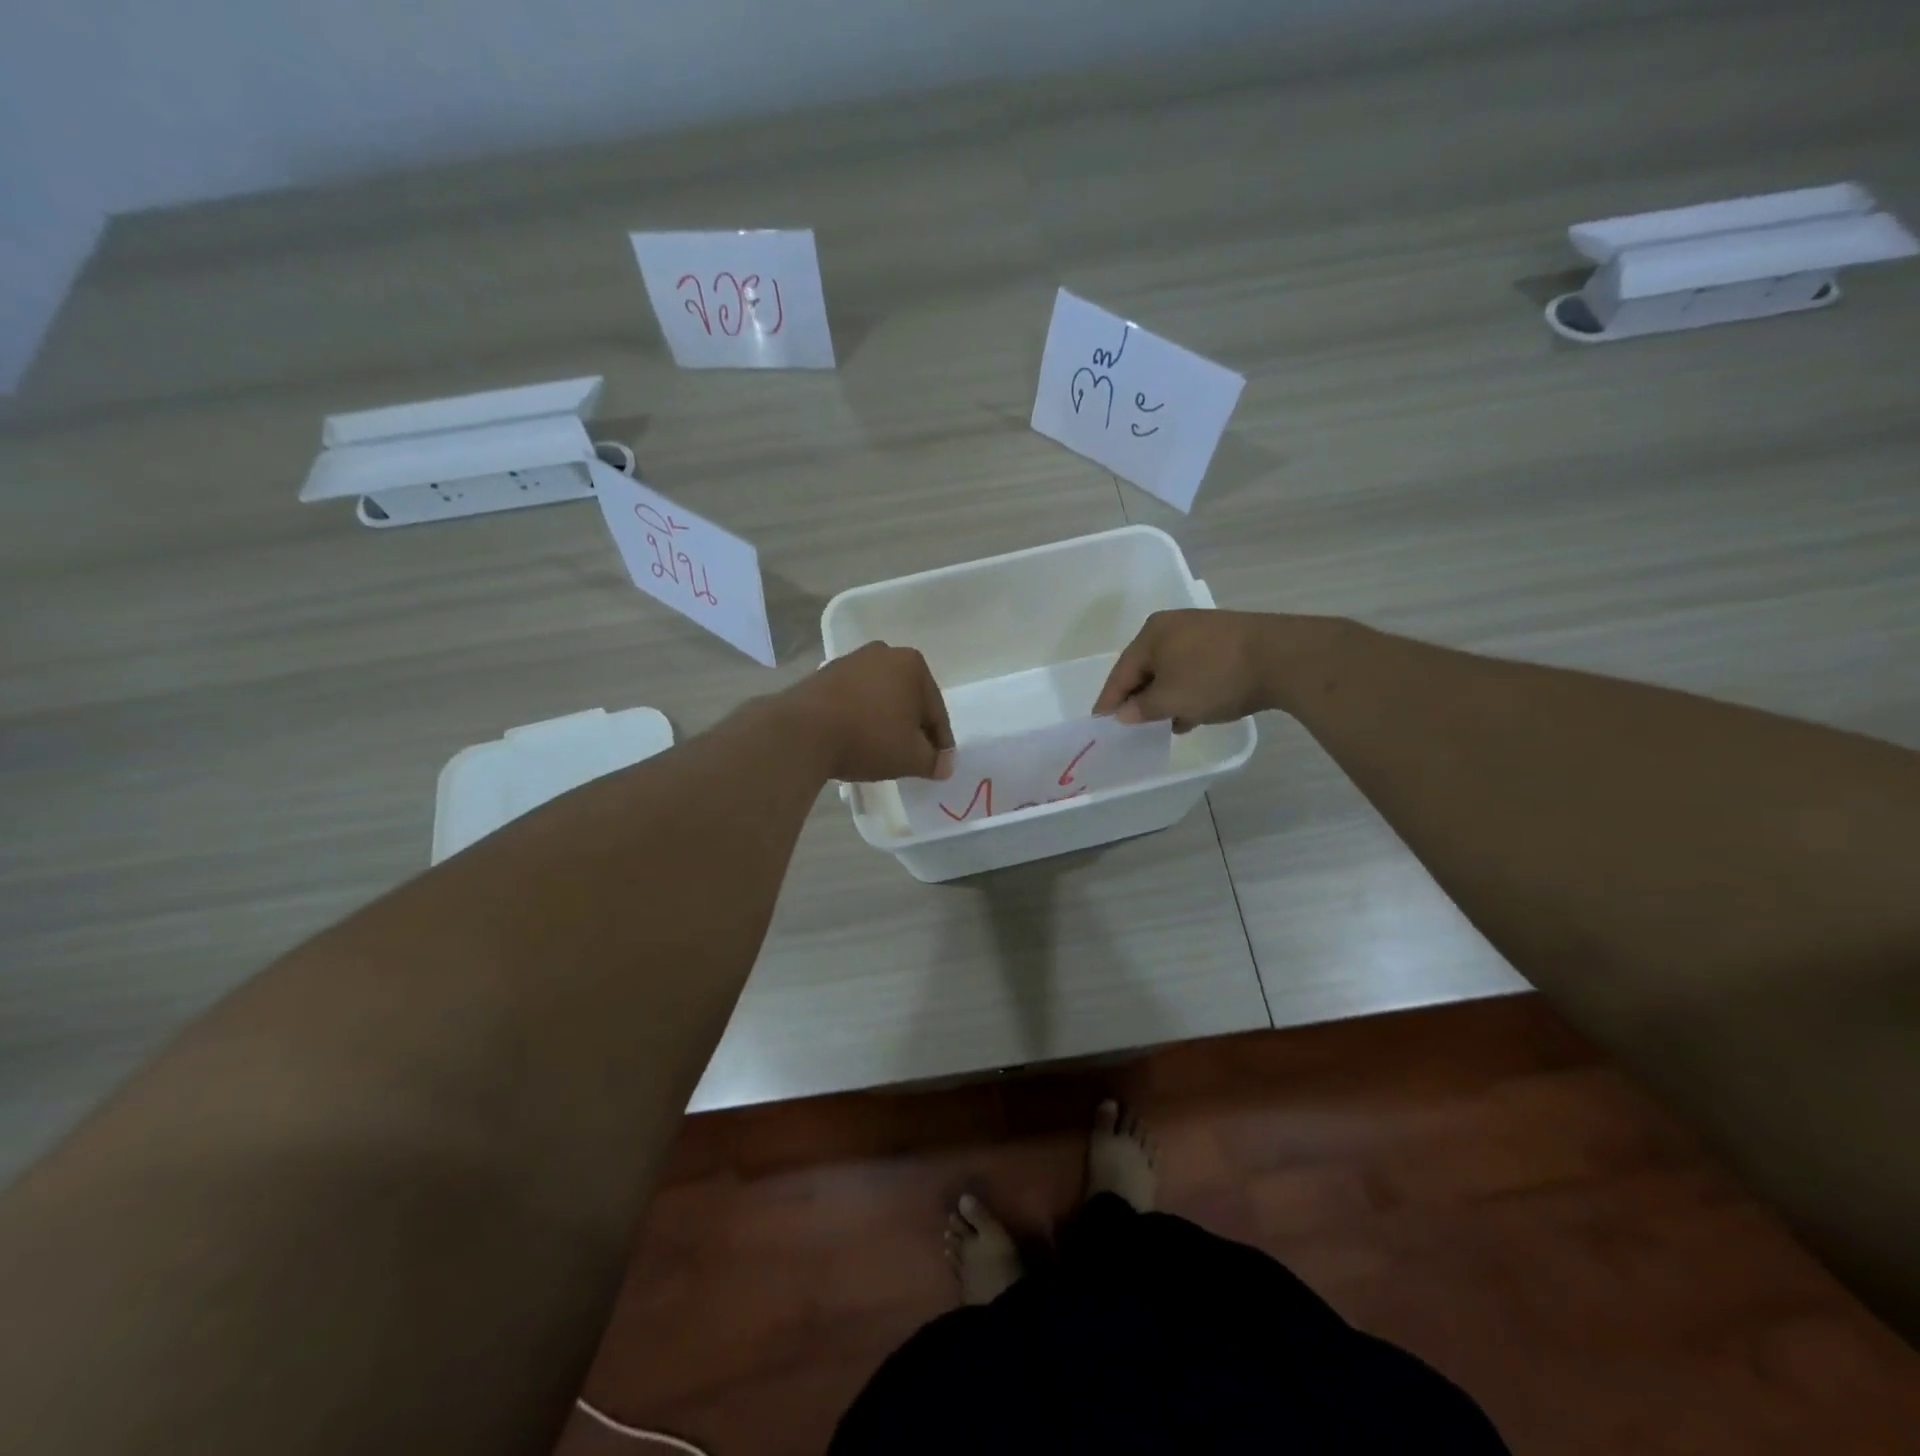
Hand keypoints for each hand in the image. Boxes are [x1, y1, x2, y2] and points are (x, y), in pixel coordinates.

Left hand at [785, 642, 955, 781]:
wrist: (802, 732)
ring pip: (881, 697)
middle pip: (908, 699)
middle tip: (913, 757)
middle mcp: (884, 653)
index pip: (935, 711)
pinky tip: (856, 738)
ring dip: (886, 720)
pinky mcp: (825, 674)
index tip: (939, 764)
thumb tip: (944, 765)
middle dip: (912, 727)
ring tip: (883, 750)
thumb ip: (933, 761)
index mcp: (913, 665)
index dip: (940, 742)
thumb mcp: (910, 757)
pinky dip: (861, 716)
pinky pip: (855, 699)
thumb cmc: (868, 738)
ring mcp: (851, 661)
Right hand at [1092, 610, 1277, 731]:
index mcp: (1152, 634)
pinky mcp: (1227, 641)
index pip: (1121, 672)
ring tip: (1163, 725)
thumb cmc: (1215, 677)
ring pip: (1171, 671)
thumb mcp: (1172, 700)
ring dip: (1165, 698)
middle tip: (1131, 726)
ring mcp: (1202, 632)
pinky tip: (1192, 713)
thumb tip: (1124, 713)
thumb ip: (1142, 709)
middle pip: (1145, 668)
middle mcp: (1173, 626)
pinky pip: (1194, 669)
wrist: (1284, 658)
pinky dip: (1188, 690)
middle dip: (1139, 699)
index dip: (1109, 700)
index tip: (1100, 723)